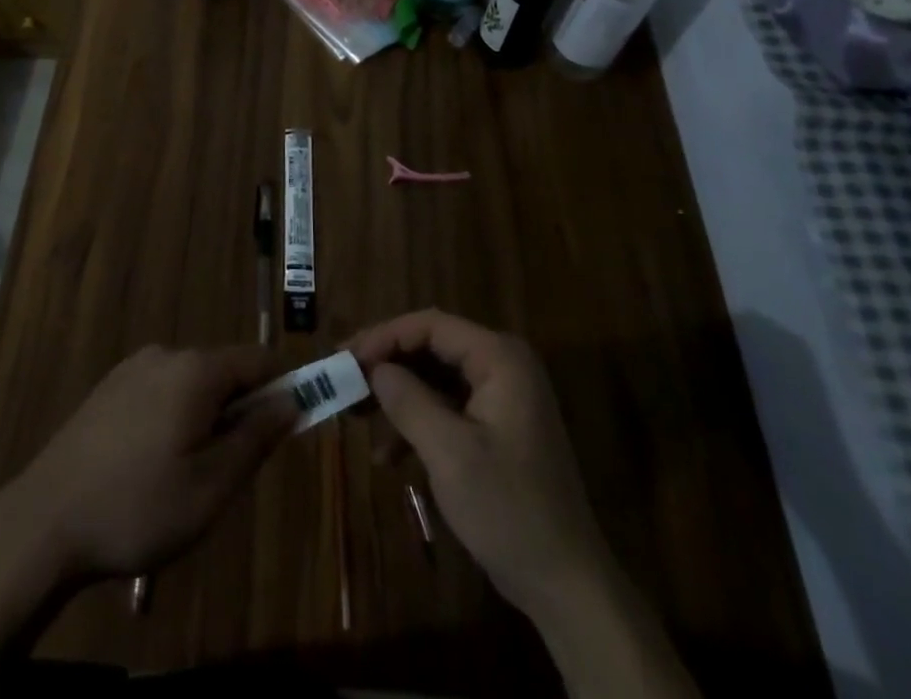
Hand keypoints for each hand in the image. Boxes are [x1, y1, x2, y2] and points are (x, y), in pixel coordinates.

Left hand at [9, 345, 294, 581]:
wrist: (44, 523)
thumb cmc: (138, 507)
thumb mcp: (212, 486)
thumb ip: (256, 437)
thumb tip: (292, 400)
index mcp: (195, 370)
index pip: (258, 360)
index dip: (282, 388)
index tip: (290, 426)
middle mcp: (166, 354)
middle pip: (224, 371)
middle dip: (240, 410)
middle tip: (231, 469)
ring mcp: (132, 368)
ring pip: (191, 384)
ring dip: (206, 417)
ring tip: (188, 476)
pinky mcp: (108, 388)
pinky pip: (160, 391)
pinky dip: (174, 417)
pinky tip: (152, 466)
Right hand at [350, 310, 604, 618]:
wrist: (566, 585)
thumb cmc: (509, 509)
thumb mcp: (450, 453)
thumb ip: (408, 401)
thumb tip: (374, 368)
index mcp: (499, 358)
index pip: (430, 325)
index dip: (384, 336)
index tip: (345, 359)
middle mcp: (502, 366)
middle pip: (431, 347)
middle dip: (386, 364)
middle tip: (344, 380)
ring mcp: (501, 397)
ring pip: (434, 378)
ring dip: (396, 396)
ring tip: (356, 416)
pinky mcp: (495, 428)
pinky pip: (446, 407)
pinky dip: (416, 423)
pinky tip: (387, 456)